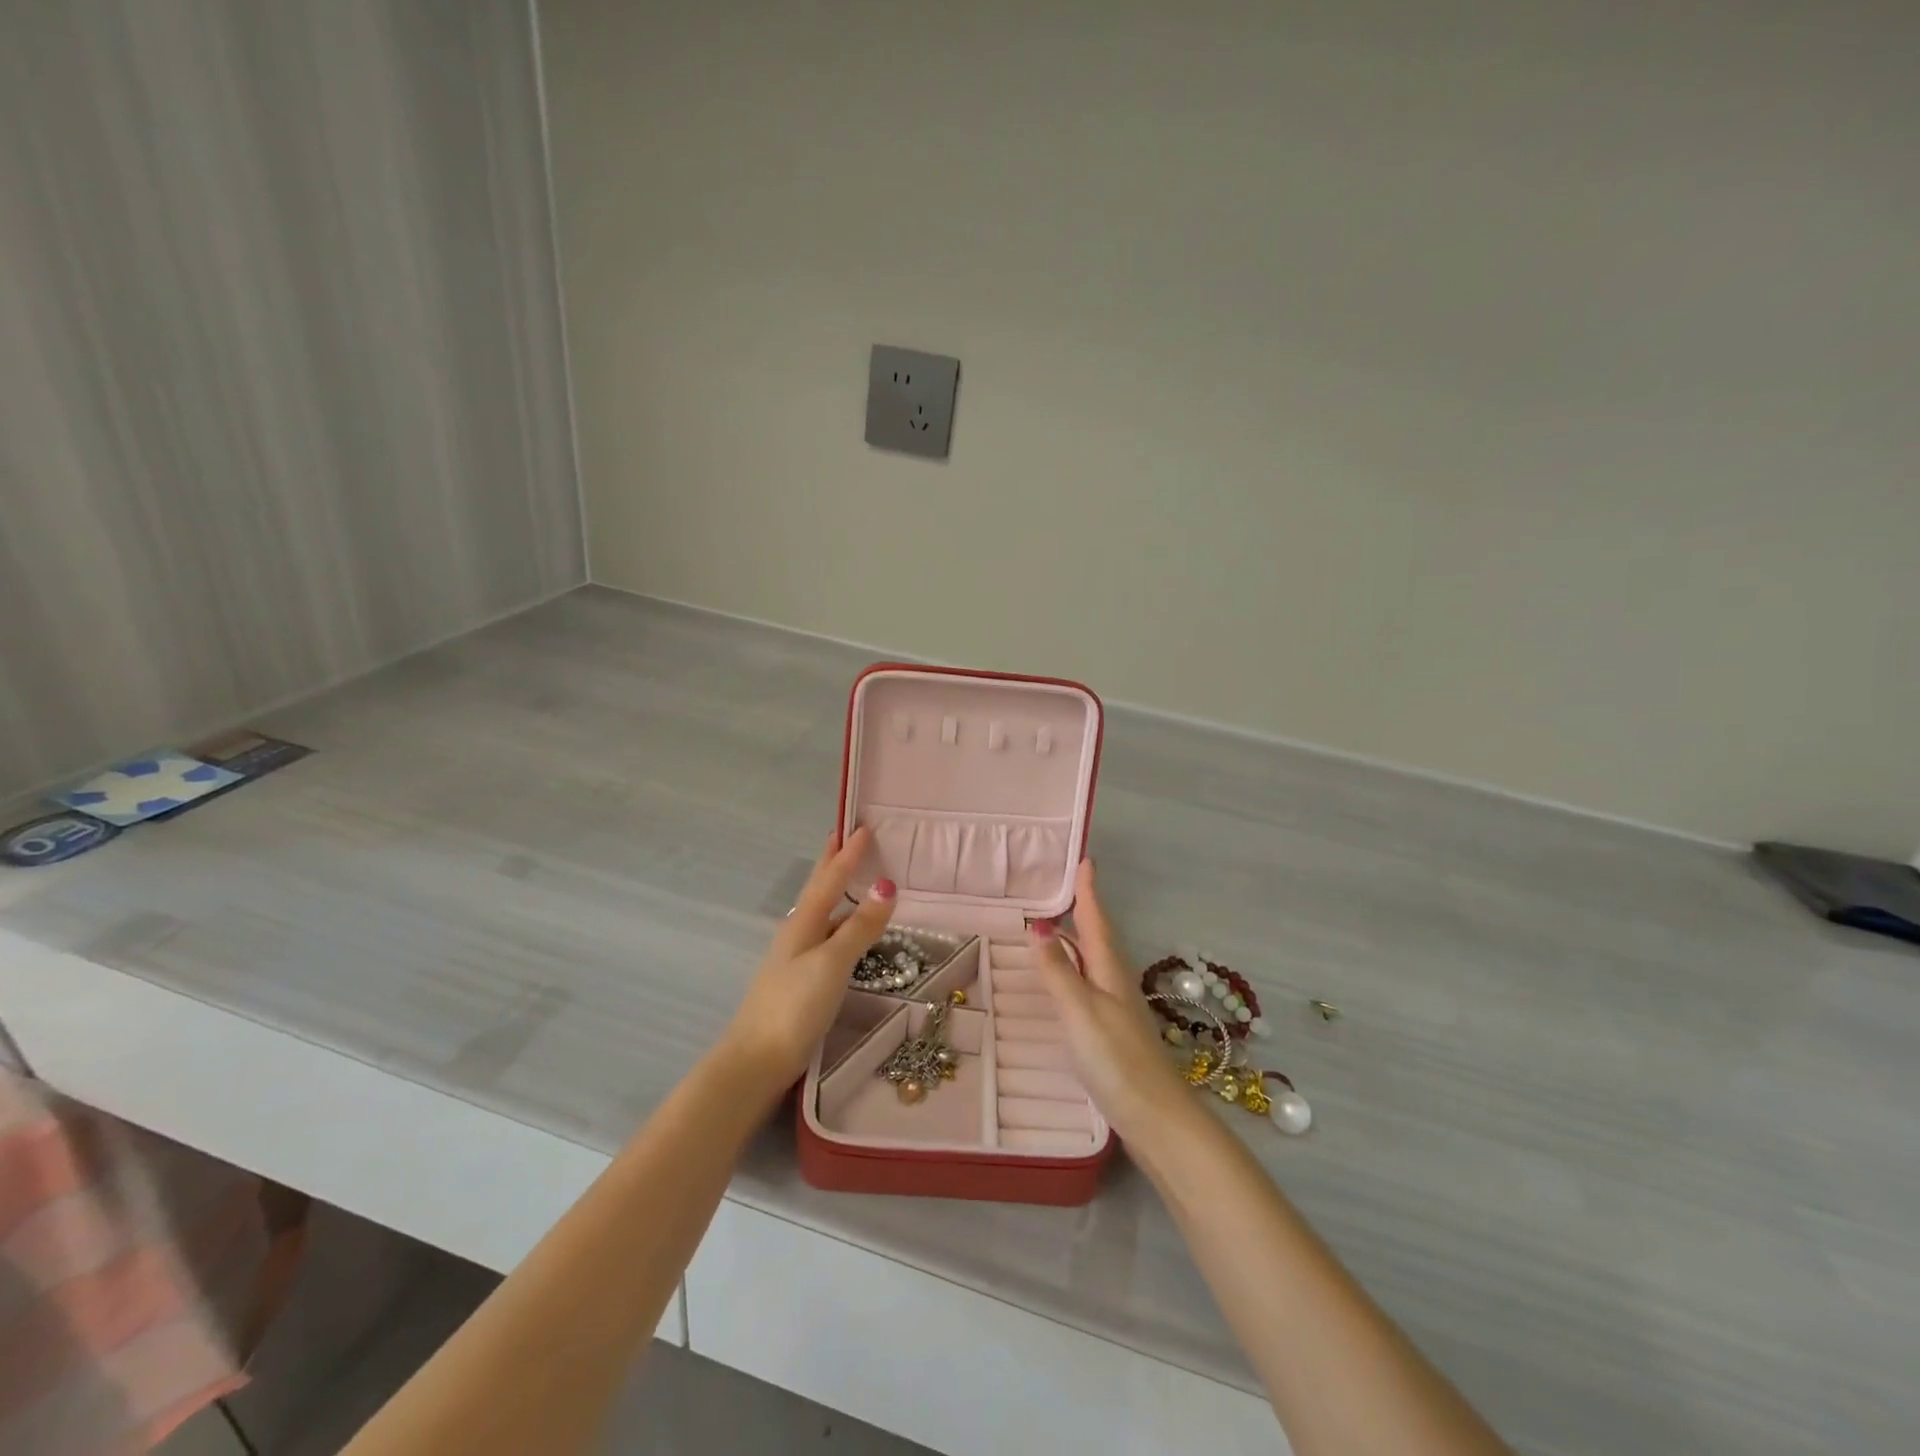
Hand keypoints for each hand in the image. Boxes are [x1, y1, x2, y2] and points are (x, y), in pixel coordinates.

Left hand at [723, 827, 896, 1085]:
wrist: (756, 1061)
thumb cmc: (795, 1006)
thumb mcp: (832, 962)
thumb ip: (860, 926)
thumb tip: (885, 885)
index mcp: (803, 922)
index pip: (830, 878)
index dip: (848, 853)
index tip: (863, 827)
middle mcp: (797, 932)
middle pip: (818, 888)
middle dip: (832, 862)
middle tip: (846, 836)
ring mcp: (796, 956)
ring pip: (821, 911)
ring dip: (836, 888)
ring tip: (852, 875)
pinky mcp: (800, 979)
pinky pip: (825, 933)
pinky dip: (839, 919)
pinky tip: (844, 929)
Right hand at [1029, 860, 1194, 1144]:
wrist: (1155, 1118)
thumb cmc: (1116, 1059)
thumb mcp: (1079, 1010)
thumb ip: (1058, 970)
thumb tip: (1039, 927)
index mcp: (1109, 969)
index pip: (1095, 920)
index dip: (1088, 891)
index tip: (1084, 860)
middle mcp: (1115, 981)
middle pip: (1096, 937)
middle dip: (1081, 910)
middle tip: (1060, 888)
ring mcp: (1116, 1008)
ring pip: (1094, 960)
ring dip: (1077, 939)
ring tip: (1055, 926)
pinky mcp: (1113, 1032)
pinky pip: (1090, 983)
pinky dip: (1075, 969)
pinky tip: (1065, 981)